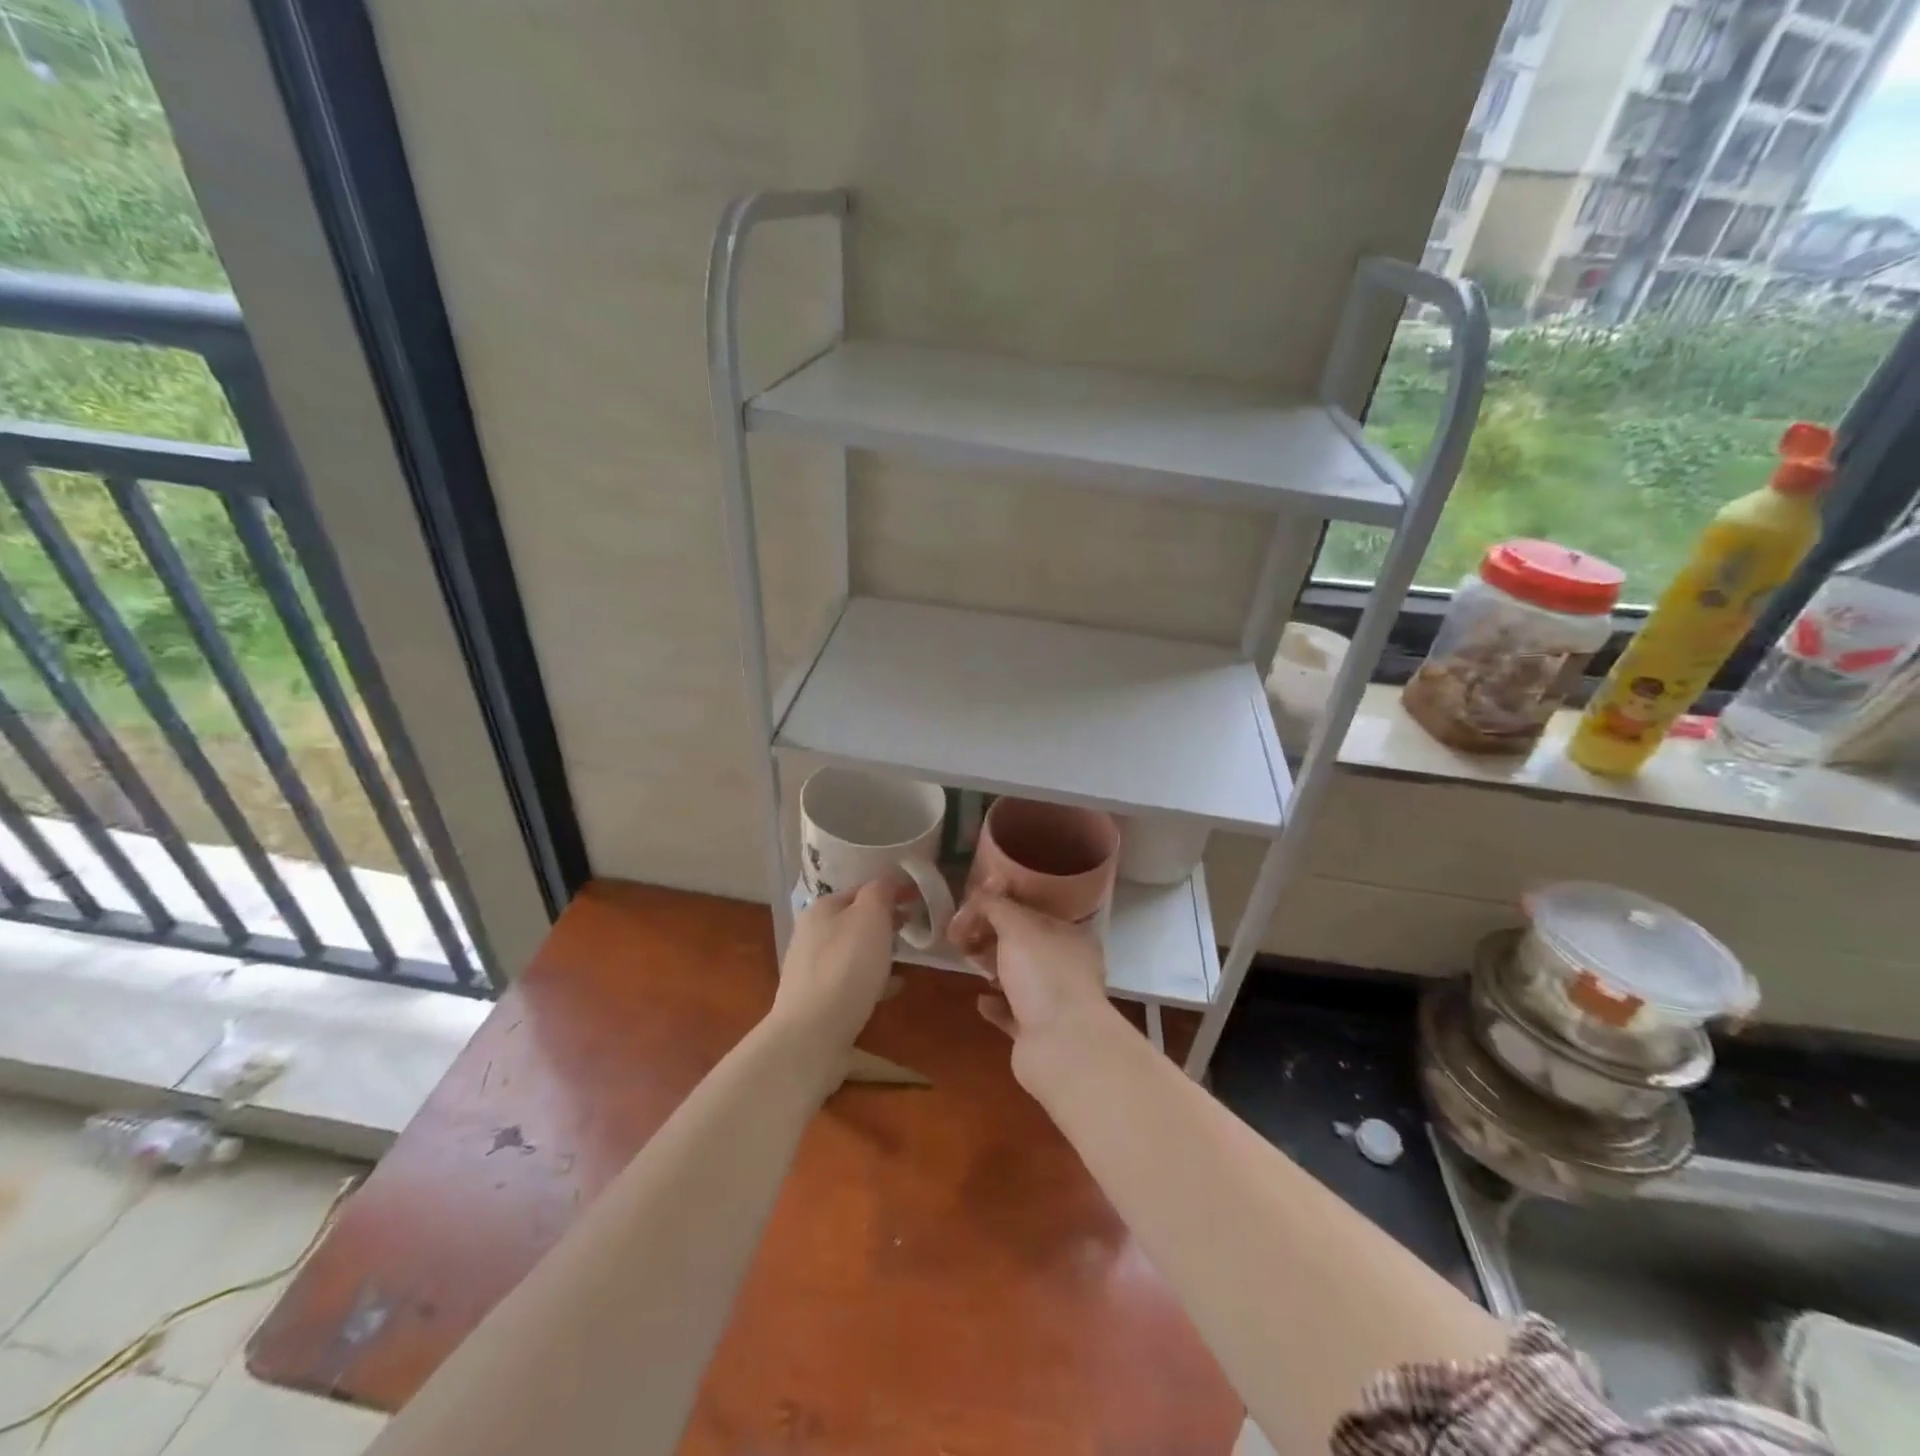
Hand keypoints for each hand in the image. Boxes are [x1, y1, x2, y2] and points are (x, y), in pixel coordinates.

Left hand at [769, 880, 897, 1053]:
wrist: (811, 1035)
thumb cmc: (845, 967)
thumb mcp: (870, 917)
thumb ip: (880, 892)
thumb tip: (888, 880)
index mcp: (822, 908)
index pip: (861, 888)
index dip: (891, 890)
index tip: (918, 898)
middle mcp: (811, 933)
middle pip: (854, 919)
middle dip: (884, 920)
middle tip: (913, 926)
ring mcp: (812, 968)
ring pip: (852, 950)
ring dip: (878, 950)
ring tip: (905, 957)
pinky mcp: (817, 999)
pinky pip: (851, 980)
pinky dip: (872, 979)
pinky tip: (892, 988)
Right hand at [968, 892, 1118, 1069]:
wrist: (1061, 1047)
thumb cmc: (1044, 975)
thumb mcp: (1017, 927)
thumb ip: (996, 906)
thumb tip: (979, 895)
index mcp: (1071, 936)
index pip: (1034, 911)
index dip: (1002, 906)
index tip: (972, 907)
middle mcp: (1067, 966)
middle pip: (1025, 944)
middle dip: (993, 937)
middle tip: (962, 934)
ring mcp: (1055, 1001)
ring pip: (1019, 978)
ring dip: (994, 968)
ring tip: (968, 959)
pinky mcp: (1038, 1033)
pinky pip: (1012, 1012)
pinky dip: (996, 1004)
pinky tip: (980, 999)